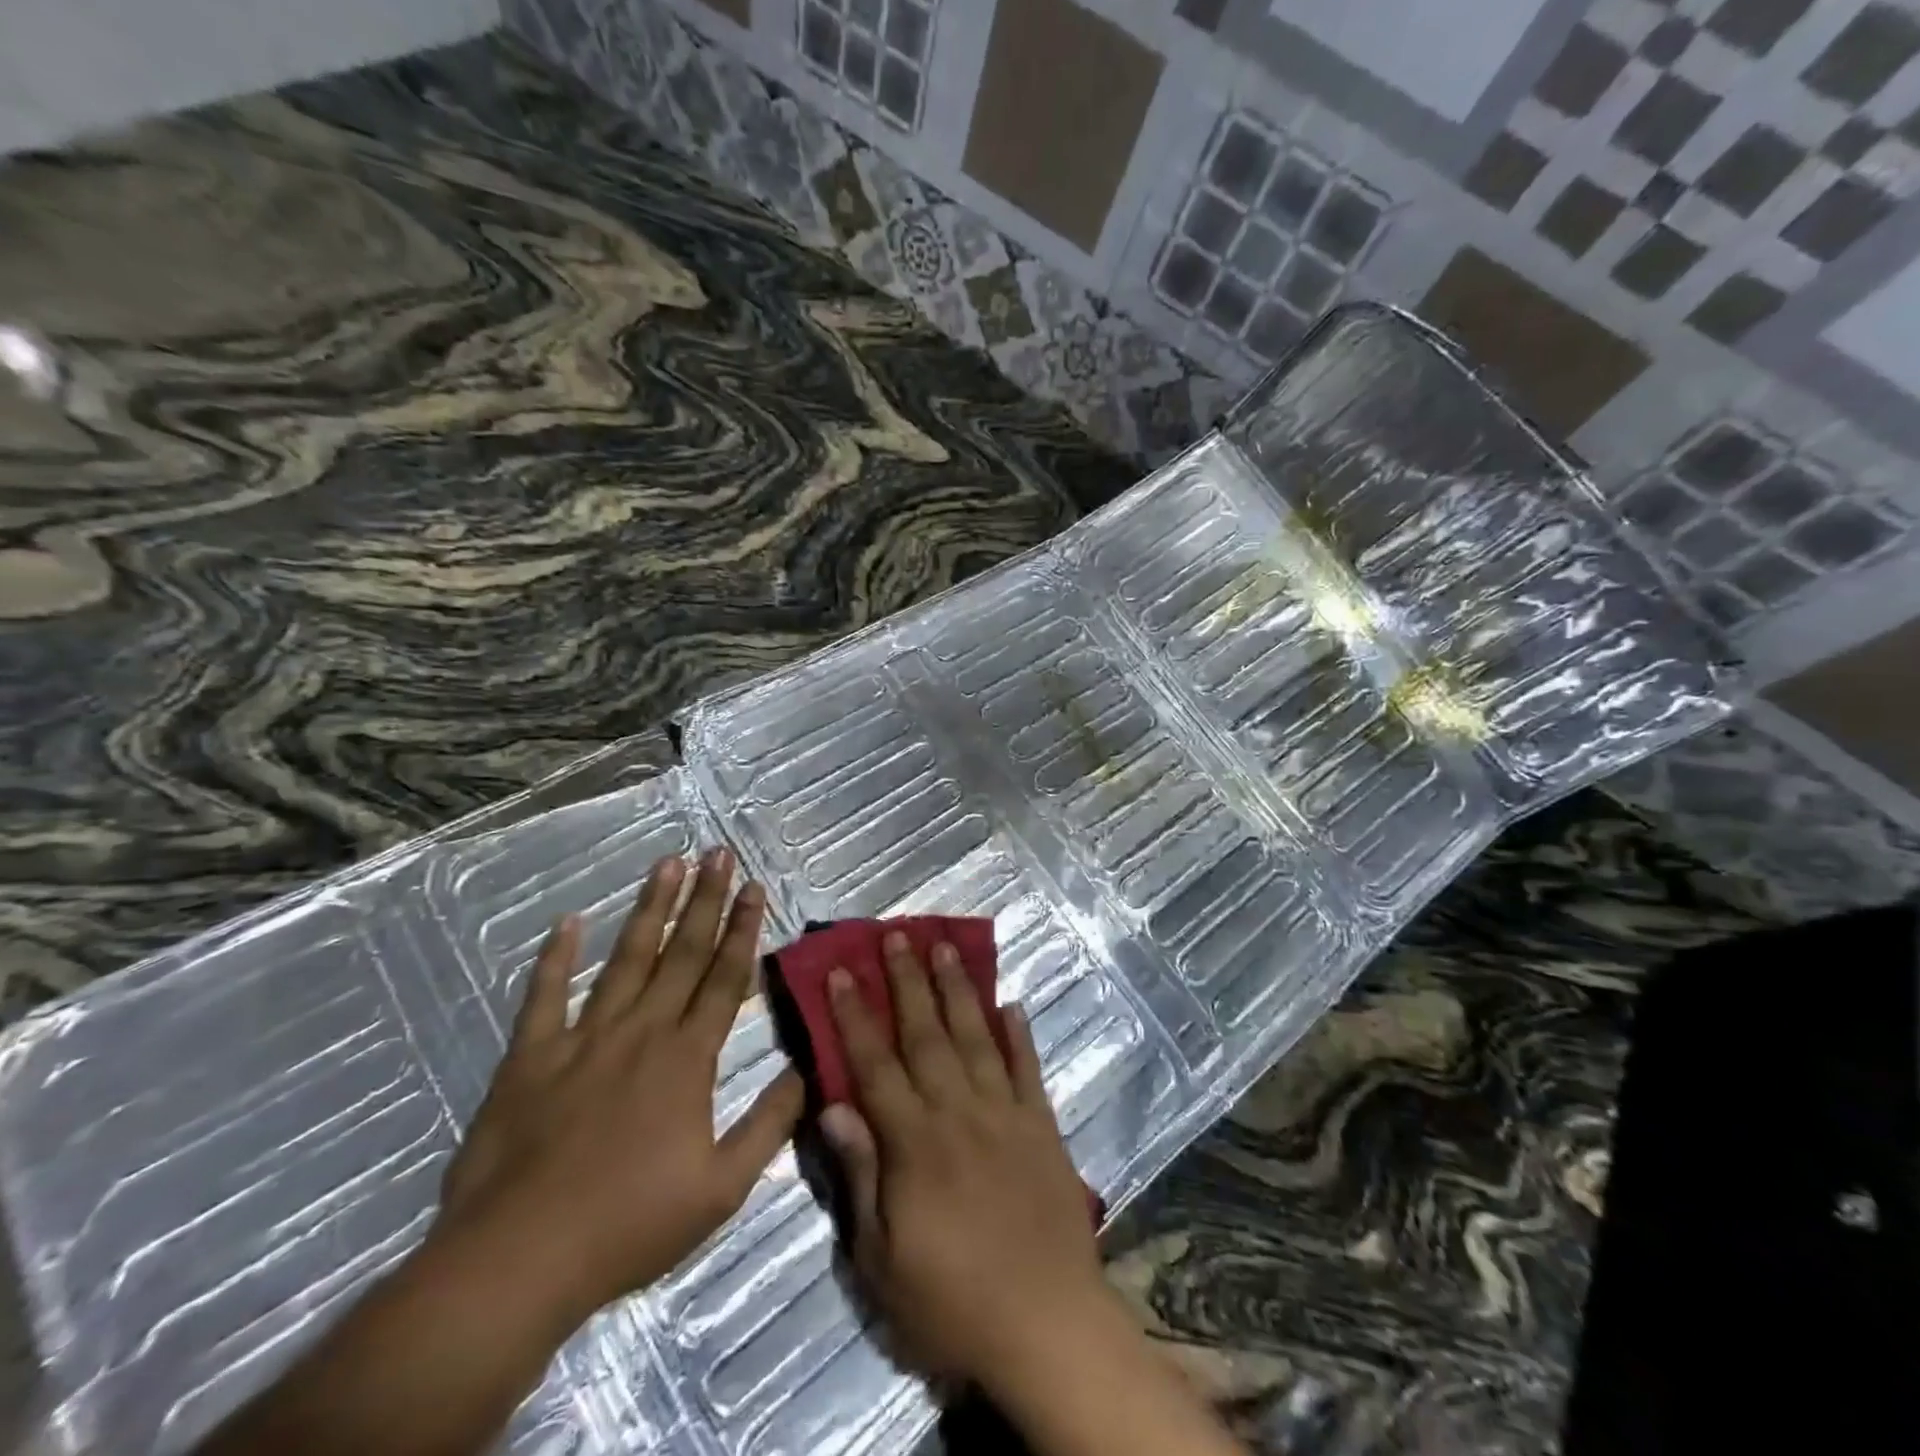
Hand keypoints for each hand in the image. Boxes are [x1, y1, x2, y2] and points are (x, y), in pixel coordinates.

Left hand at [435, 848, 802, 1322]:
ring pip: (625, 960)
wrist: (516, 1263)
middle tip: (718, 853)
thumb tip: (807, 1070)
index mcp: (686, 1059)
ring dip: (649, 909)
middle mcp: (640, 1032)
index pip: (723, 979)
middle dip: (705, 900)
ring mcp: (582, 1039)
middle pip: (681, 954)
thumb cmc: (627, 1227)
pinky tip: (567, 922)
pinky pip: (544, 997)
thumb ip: (769, 1124)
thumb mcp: (721, 1189)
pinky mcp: (529, 1058)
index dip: (742, 930)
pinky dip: (554, 958)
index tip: (755, 888)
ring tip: (667, 863)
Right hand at [817, 932, 1112, 1390]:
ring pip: (975, 1038)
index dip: (855, 1015)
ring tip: (945, 948)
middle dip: (907, 982)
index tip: (841, 971)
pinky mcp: (1043, 1126)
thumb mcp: (882, 1260)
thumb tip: (833, 1108)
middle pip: (926, 1035)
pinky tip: (1011, 1004)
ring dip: (958, 990)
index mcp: (914, 1143)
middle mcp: (959, 1112)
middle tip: (897, 935)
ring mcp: (1006, 1113)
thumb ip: (860, 1176)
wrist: (1048, 1326)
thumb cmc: (952, 1303)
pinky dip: (1019, 1034)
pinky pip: (1028, 1069)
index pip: (875, 1065)